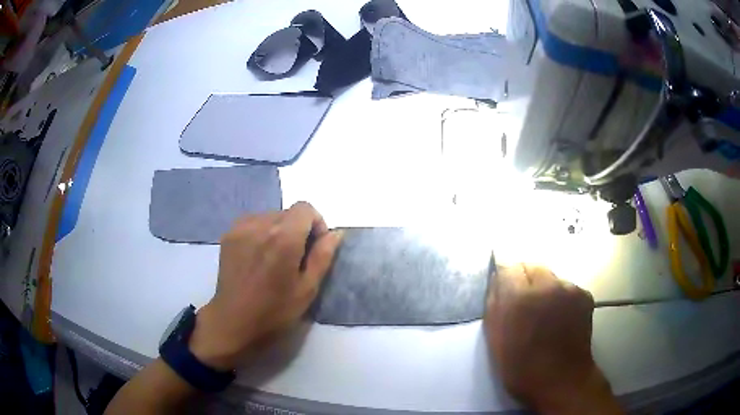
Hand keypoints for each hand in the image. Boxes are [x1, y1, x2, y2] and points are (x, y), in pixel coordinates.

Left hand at [189, 202, 342, 370]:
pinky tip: (258, 256)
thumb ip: (323, 256)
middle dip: (298, 229)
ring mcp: (241, 228)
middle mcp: (261, 225)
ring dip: (279, 230)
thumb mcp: (307, 289)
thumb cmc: (275, 311)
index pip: (305, 208)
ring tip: (274, 258)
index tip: (314, 246)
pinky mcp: (229, 234)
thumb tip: (336, 233)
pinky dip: (261, 232)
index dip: (316, 223)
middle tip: (294, 257)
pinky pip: (253, 222)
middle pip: (288, 212)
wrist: (233, 321)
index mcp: (283, 238)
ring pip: (270, 216)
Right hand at [484, 264, 620, 414]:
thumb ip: (494, 303)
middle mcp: (547, 285)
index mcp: (519, 298)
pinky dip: (561, 297)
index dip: (505, 276)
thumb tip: (497, 279)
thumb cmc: (521, 367)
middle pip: (532, 265)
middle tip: (524, 303)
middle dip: (525, 279)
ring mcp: (570, 289)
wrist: (561, 380)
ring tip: (545, 313)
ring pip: (551, 277)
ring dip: (545, 288)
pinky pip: (567, 287)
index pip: (509, 265)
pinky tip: (561, 318)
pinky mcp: (585, 295)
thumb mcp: (495, 338)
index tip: (504, 288)